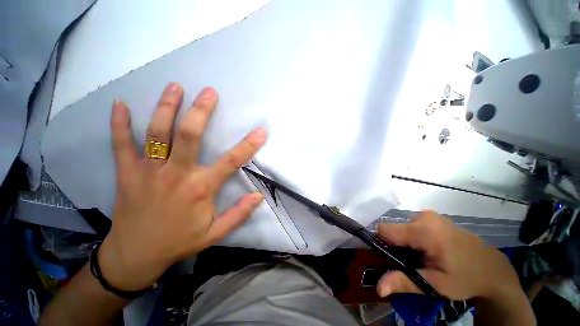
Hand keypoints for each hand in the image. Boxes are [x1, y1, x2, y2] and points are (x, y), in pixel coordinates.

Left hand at [98, 83, 266, 290]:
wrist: (135, 255)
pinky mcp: (126, 173)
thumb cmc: (179, 242)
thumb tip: (259, 196)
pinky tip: (119, 104)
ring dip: (165, 108)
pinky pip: (120, 144)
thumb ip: (239, 214)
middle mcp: (176, 174)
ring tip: (175, 87)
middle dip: (200, 111)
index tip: (260, 131)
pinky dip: (119, 123)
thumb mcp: (216, 233)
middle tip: (209, 92)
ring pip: (157, 133)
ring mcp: (148, 171)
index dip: (248, 145)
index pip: (231, 162)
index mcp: (200, 189)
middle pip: (189, 136)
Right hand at [376, 210, 521, 300]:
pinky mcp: (433, 216)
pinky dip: (414, 237)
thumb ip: (404, 282)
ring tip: (422, 257)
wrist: (493, 268)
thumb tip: (378, 288)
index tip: (393, 260)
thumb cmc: (465, 278)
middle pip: (394, 229)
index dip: (383, 245)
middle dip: (397, 246)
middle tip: (412, 263)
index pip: (384, 230)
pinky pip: (412, 225)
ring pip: (402, 227)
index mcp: (423, 231)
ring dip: (406, 242)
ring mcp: (429, 214)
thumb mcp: (435, 285)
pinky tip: (428, 250)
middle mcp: (423, 216)